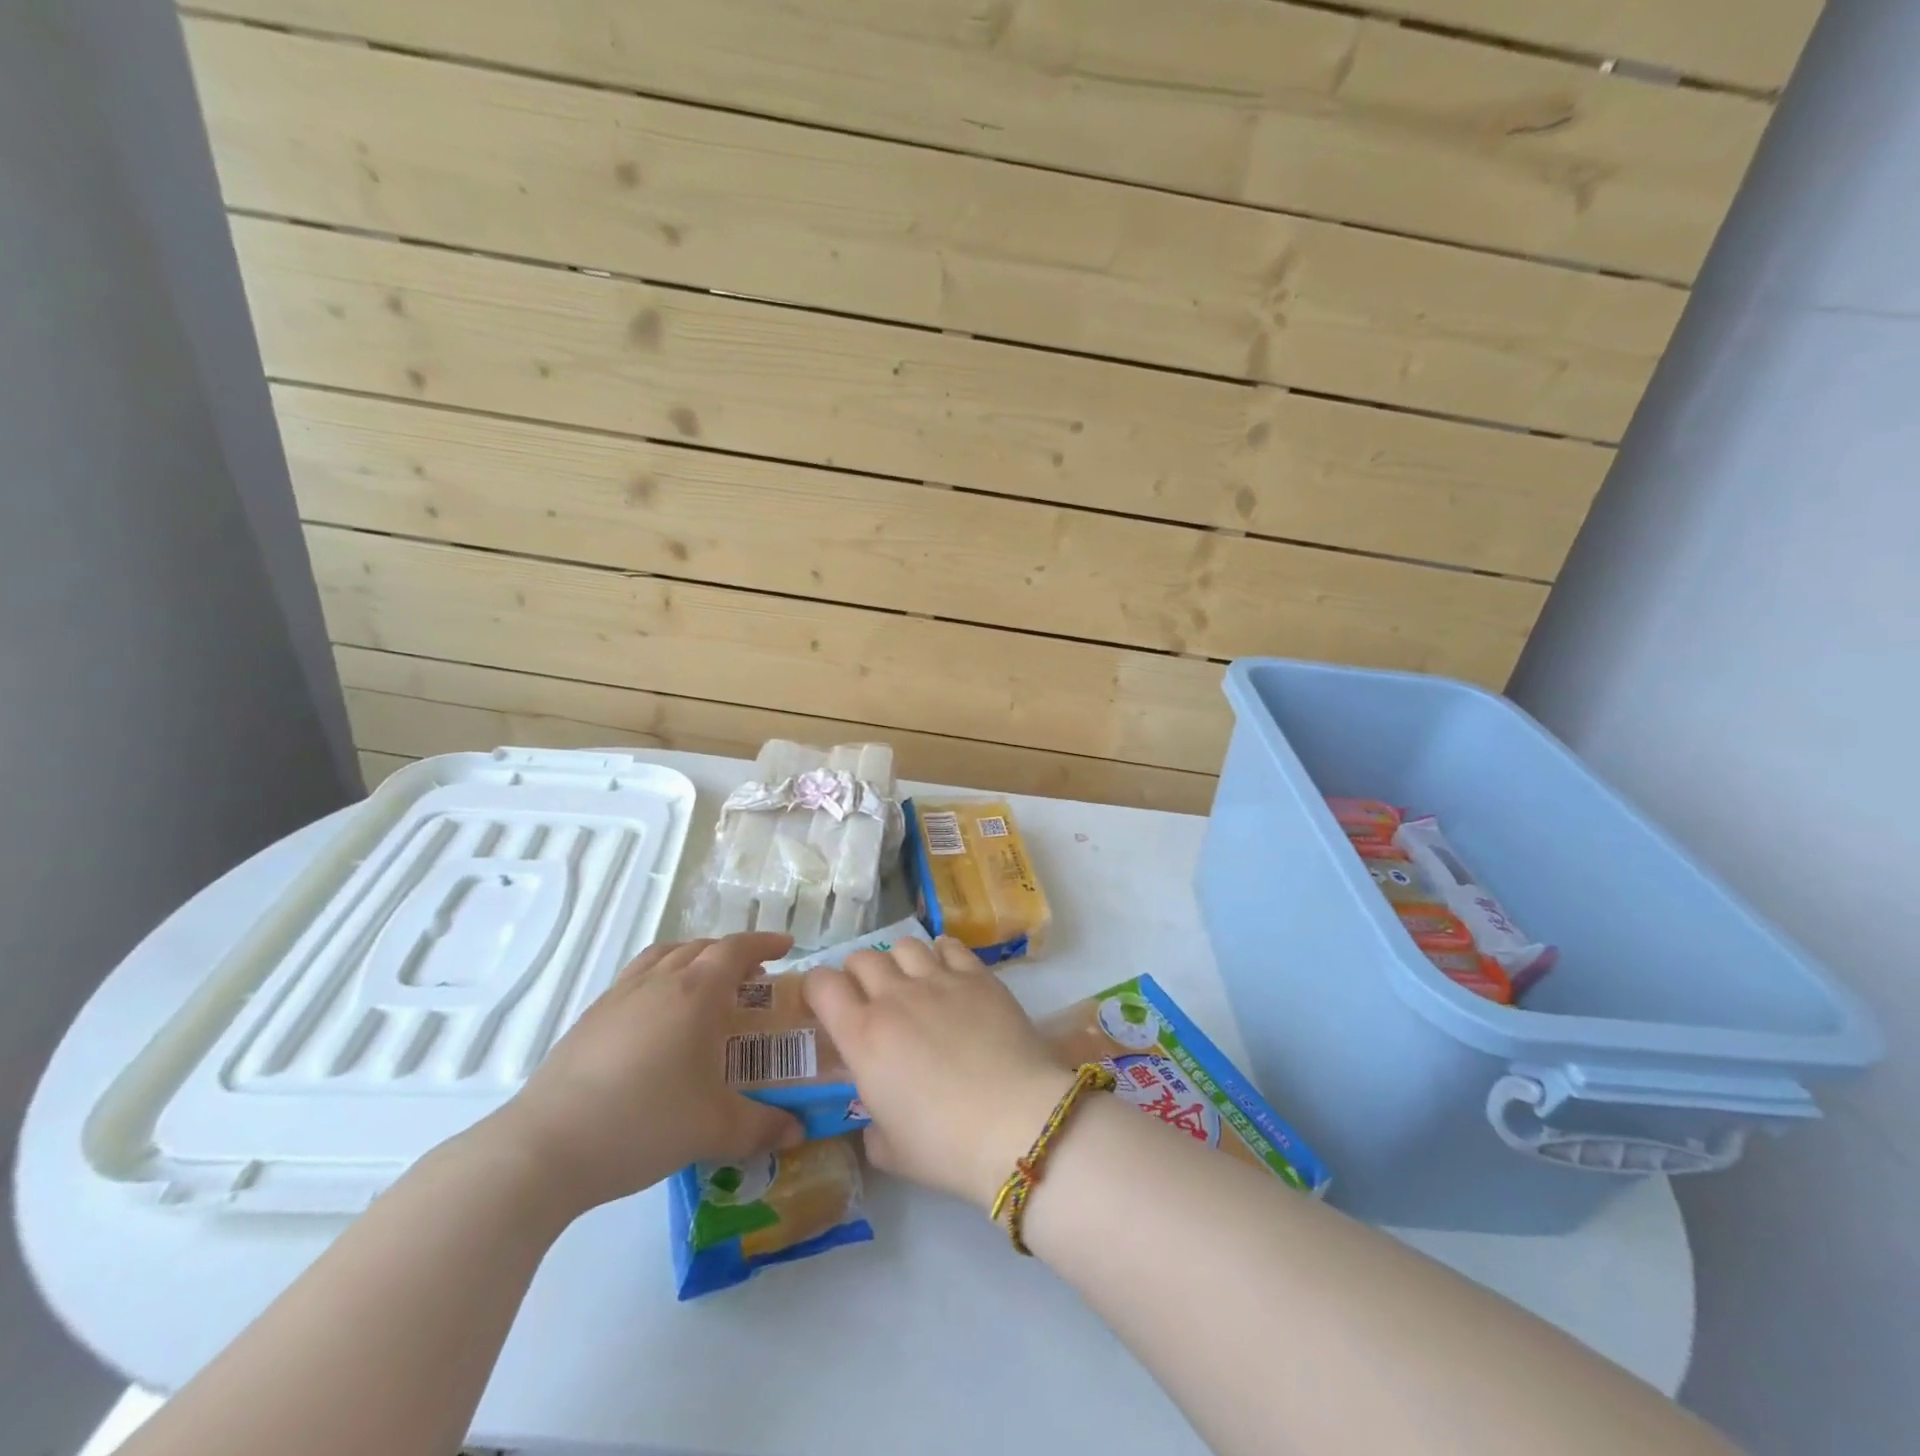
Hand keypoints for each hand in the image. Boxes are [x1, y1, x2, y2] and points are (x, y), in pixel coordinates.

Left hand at [480, 933, 804, 1216]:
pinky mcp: (590, 1018)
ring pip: (664, 956)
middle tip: (752, 979)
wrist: (544, 1148)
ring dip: (692, 958)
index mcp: (694, 993)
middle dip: (732, 953)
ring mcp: (618, 996)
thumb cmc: (642, 1123)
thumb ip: (762, 1127)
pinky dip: (659, 978)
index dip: (764, 943)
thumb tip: (797, 1131)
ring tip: (705, 985)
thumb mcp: (713, 1130)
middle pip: (701, 947)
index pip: (736, 950)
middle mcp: (658, 982)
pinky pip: (636, 978)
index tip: (786, 946)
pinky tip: (657, 1019)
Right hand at [803, 936, 1072, 1211]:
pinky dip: (941, 953)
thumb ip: (873, 1126)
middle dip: (857, 973)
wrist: (1016, 1123)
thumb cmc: (945, 1145)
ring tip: (911, 981)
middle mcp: (894, 997)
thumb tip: (877, 1118)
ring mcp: (939, 980)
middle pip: (862, 958)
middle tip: (869, 997)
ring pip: (904, 945)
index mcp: (863, 1036)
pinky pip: (949, 945)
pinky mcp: (978, 976)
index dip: (817, 988)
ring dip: (898, 961)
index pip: (822, 985)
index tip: (824, 1003)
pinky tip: (947, 972)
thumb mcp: (891, 1151)